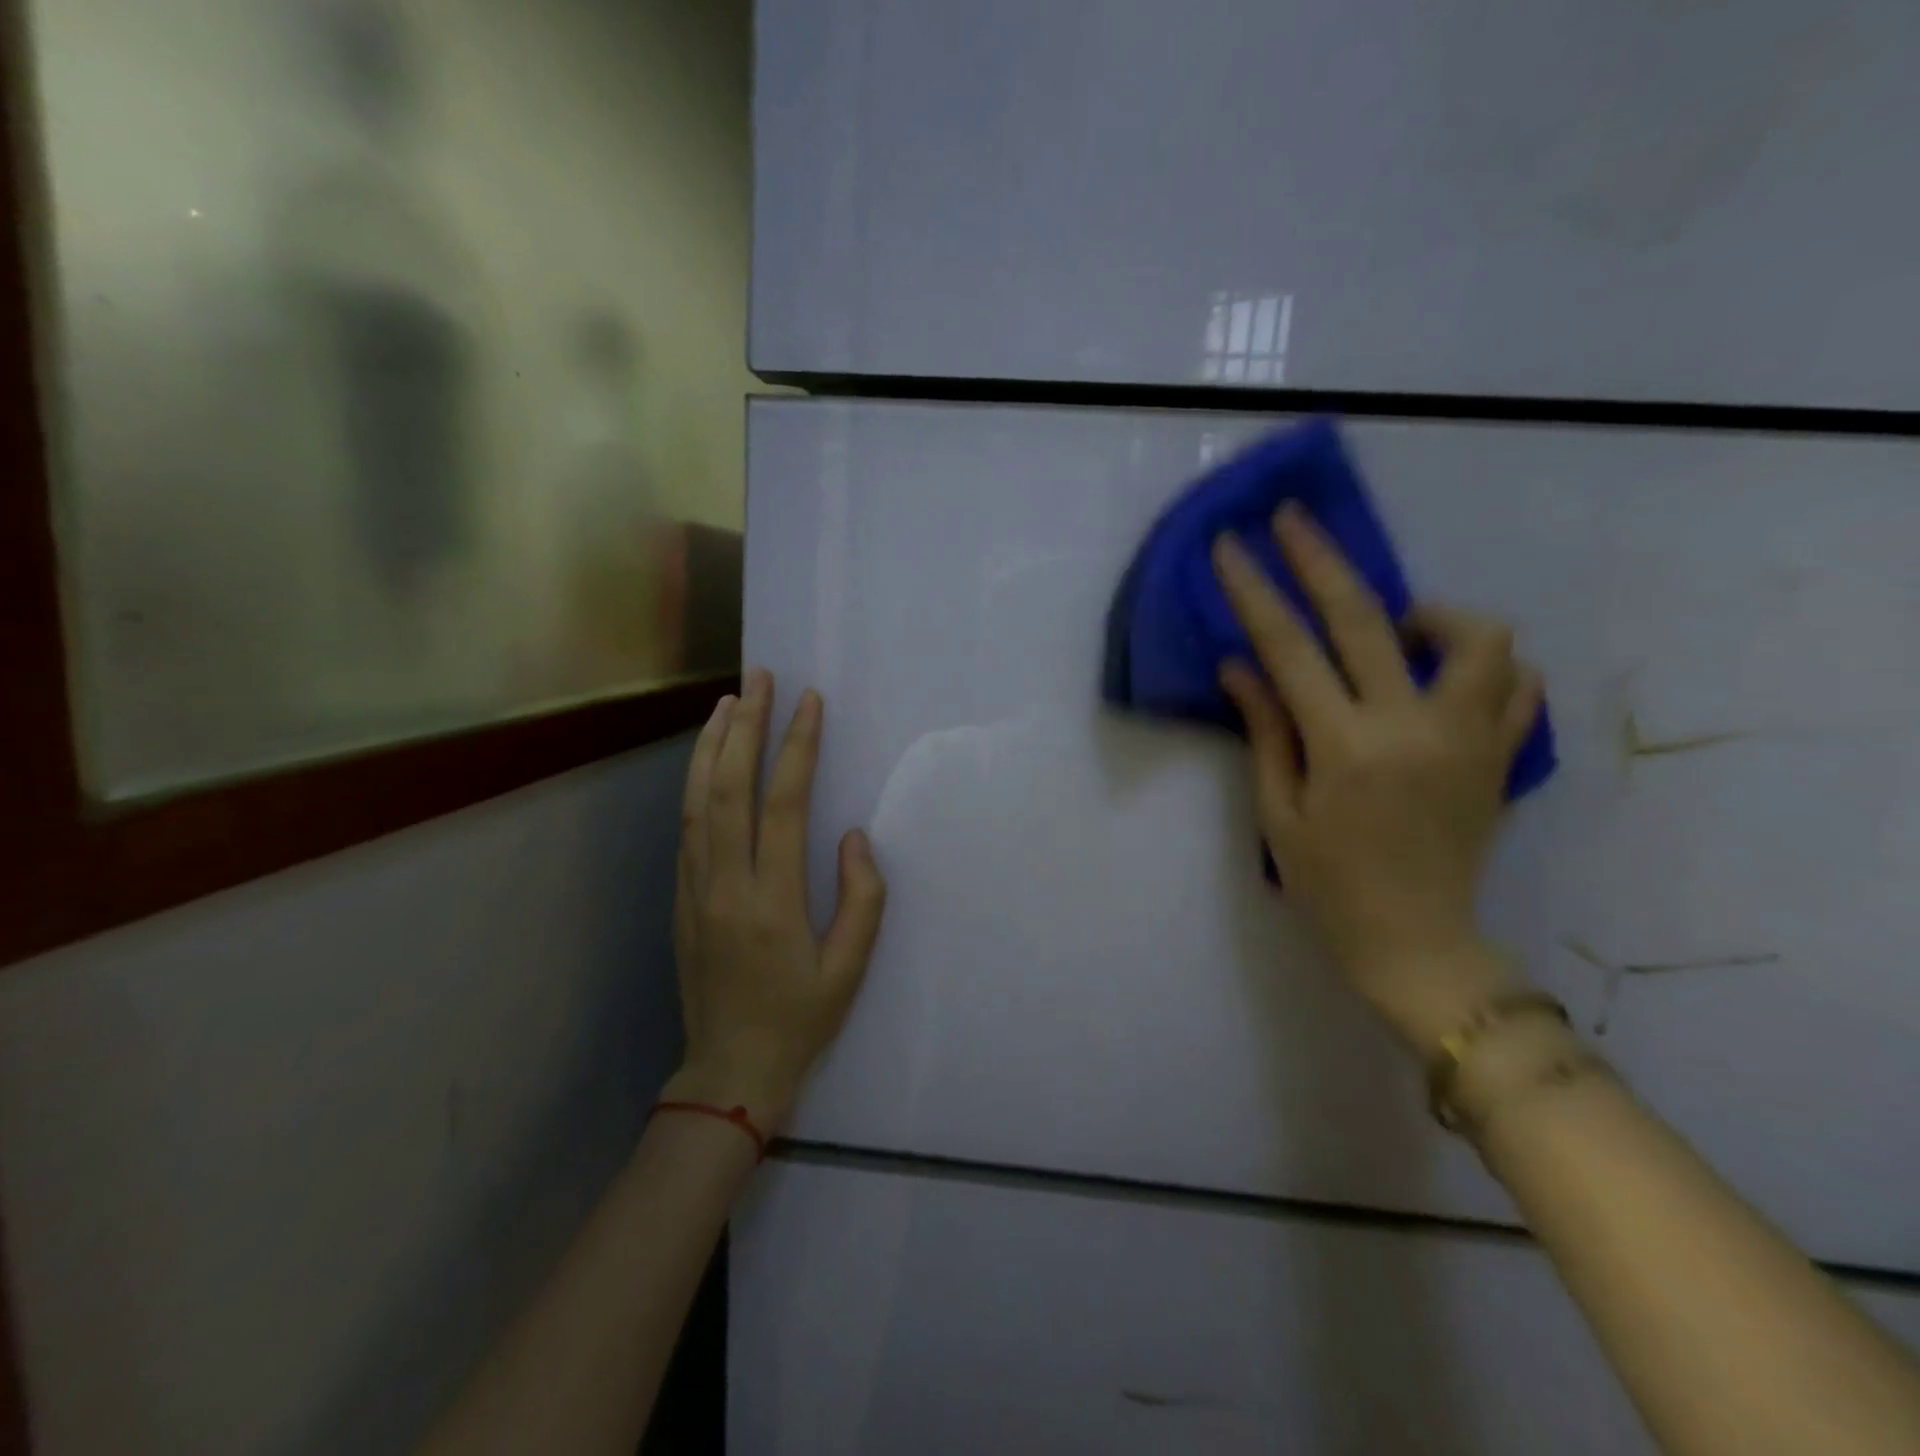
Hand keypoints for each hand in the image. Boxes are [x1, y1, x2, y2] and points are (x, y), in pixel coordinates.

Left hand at [662, 671, 887, 1132]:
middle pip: (729, 789)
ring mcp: (694, 891)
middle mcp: (726, 885)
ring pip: (696, 802)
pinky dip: (695, 784)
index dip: (796, 747)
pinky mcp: (680, 901)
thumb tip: (853, 836)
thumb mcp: (850, 968)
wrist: (729, 1073)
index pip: (783, 805)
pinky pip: (686, 829)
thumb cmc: (801, 1021)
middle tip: (758, 679)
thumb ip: (861, 898)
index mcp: (772, 901)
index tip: (809, 703)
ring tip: (727, 702)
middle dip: (745, 727)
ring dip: (711, 747)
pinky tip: (707, 762)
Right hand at [1213, 504, 1542, 1052]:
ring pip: (1477, 637)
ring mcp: (1469, 737)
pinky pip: (1517, 684)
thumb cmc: (1330, 886)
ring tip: (1398, 627)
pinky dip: (1486, 663)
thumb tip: (1240, 666)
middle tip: (1292, 518)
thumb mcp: (1278, 812)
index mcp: (1344, 746)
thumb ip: (1265, 730)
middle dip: (1321, 558)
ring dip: (1430, 612)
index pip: (1288, 648)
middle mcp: (1411, 726)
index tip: (1230, 547)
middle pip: (1366, 617)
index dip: (1254, 591)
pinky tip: (1447, 674)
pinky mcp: (1502, 756)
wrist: (1418, 944)